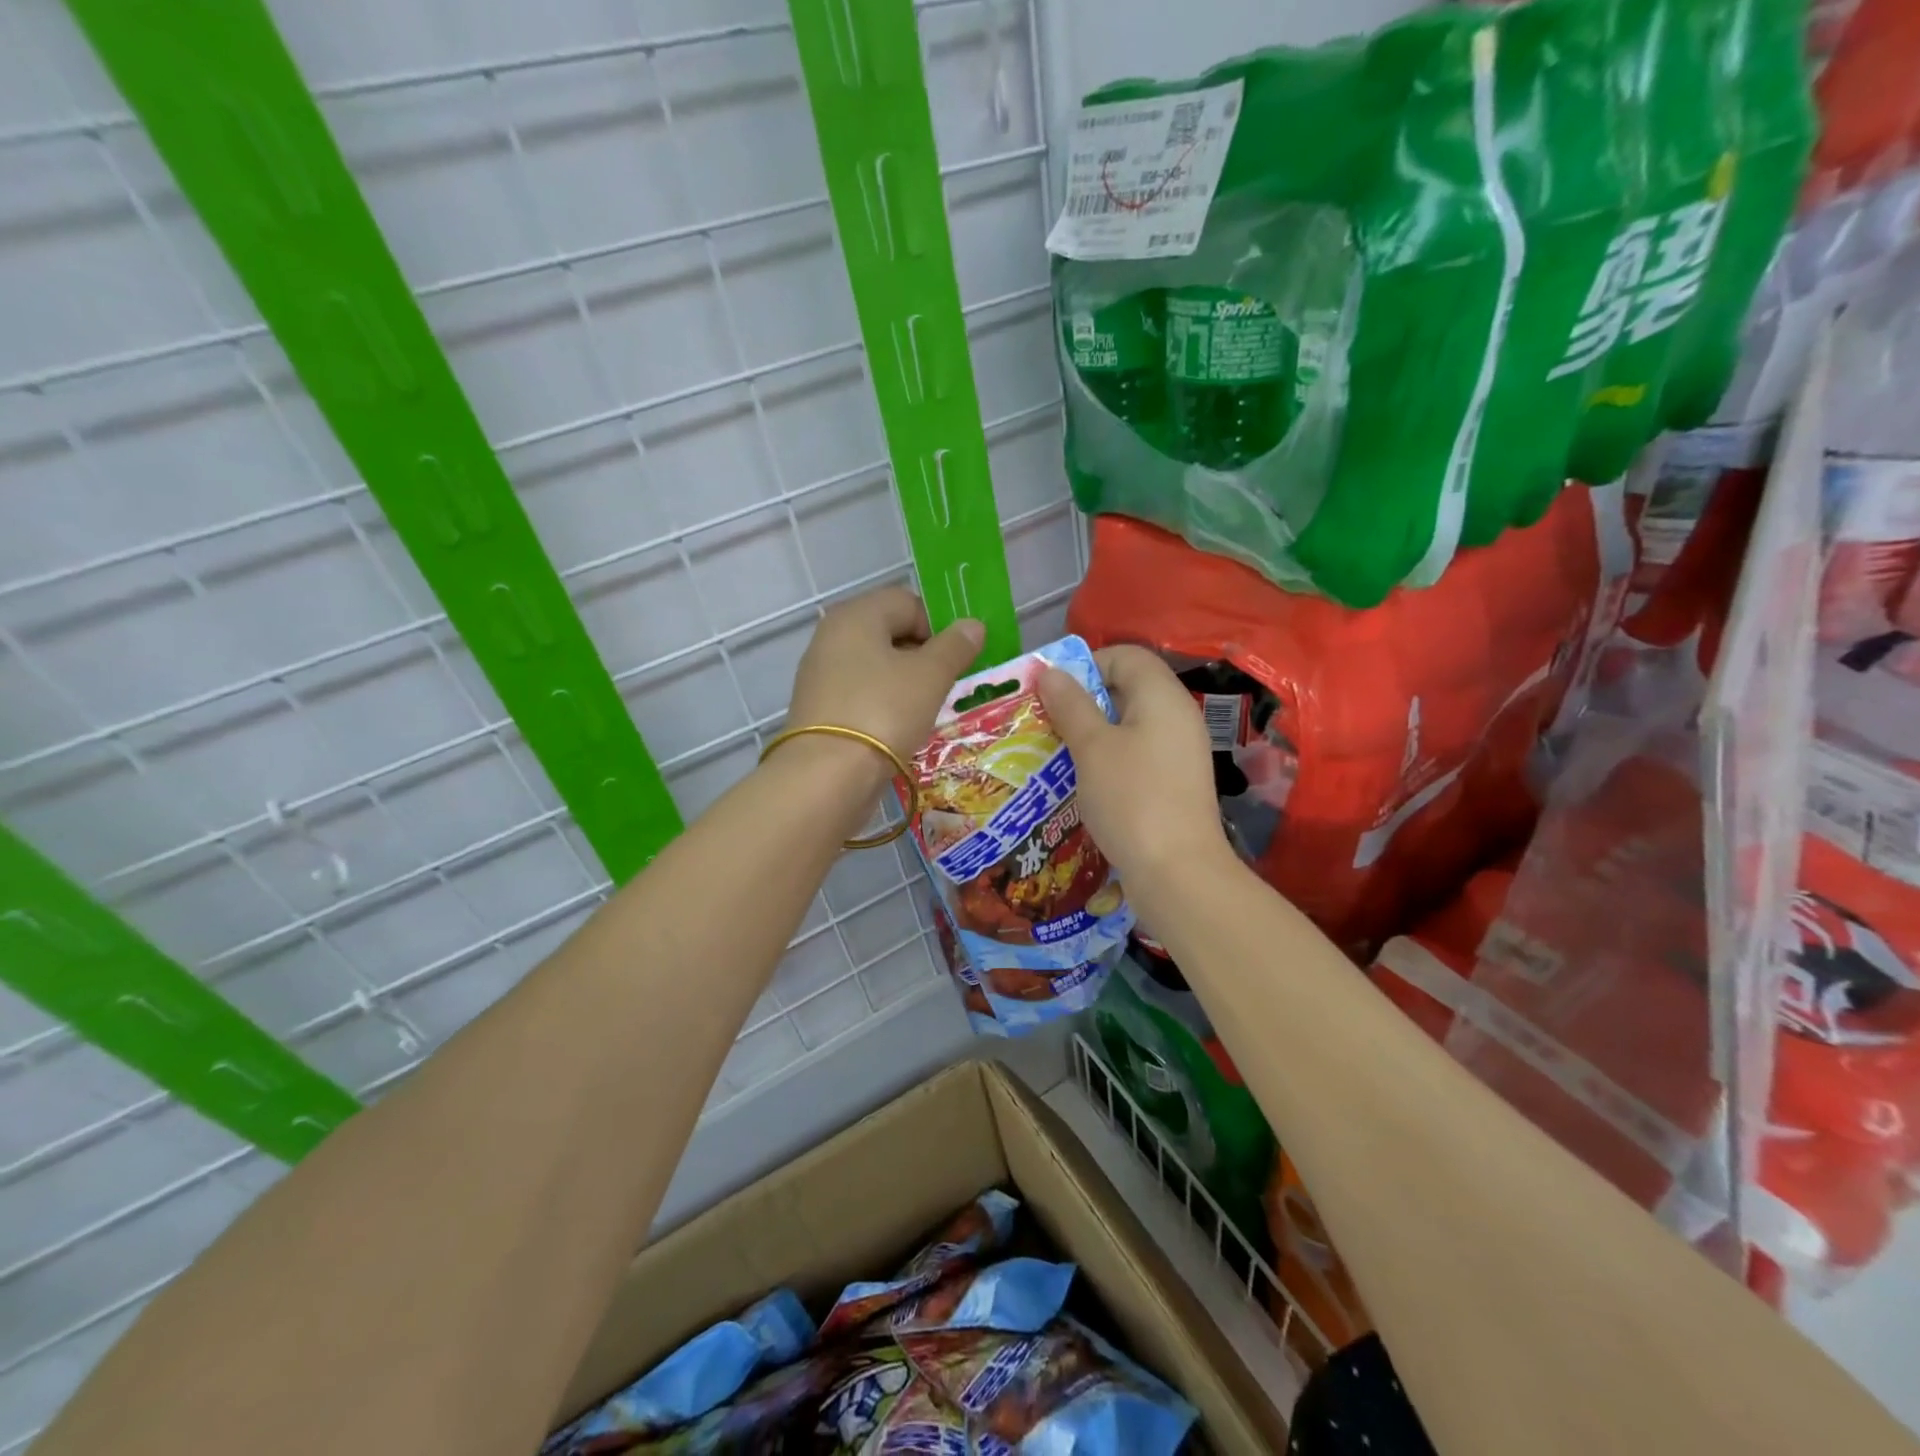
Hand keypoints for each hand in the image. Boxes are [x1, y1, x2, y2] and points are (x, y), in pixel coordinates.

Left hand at [786, 586, 985, 771]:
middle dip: (922, 656)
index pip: (907, 601)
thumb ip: (955, 646)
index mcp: (856, 615)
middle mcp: (832, 636)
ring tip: (923, 711)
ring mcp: (821, 673)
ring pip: (876, 666)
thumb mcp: (931, 676)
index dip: (937, 626)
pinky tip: (897, 729)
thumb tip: (973, 624)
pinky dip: (883, 704)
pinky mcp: (819, 708)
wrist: (827, 775)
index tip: (954, 661)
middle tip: (942, 687)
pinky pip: (861, 693)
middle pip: (890, 632)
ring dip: (904, 683)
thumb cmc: (884, 712)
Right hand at [1037, 645, 1229, 883]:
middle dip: (1084, 701)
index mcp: (1162, 697)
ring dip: (1092, 733)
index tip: (1054, 693)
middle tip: (1048, 723)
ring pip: (1129, 725)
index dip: (1087, 664)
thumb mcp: (1091, 748)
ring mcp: (1179, 752)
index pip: (1126, 655)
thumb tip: (1050, 671)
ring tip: (1058, 753)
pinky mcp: (1174, 783)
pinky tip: (1084, 782)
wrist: (1177, 872)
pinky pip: (1137, 754)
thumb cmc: (1131, 798)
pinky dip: (1109, 759)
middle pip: (1128, 688)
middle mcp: (1177, 716)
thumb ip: (1071, 705)